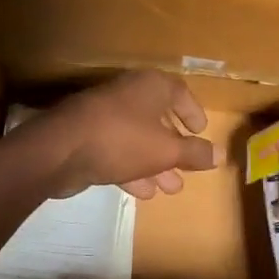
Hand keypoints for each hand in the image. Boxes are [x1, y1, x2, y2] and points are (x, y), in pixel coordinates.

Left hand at [29, 71, 215, 198]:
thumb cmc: (122, 139)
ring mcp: (104, 116)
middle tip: (188, 168)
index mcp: (149, 86)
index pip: (179, 92)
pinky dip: (132, 168)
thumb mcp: (166, 149)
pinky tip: (144, 192)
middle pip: (158, 118)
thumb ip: (194, 153)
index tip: (202, 131)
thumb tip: (219, 154)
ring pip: (138, 139)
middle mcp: (128, 95)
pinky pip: (117, 151)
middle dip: (174, 147)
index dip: (192, 111)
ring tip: (172, 189)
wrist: (59, 150)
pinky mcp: (87, 138)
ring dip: (155, 163)